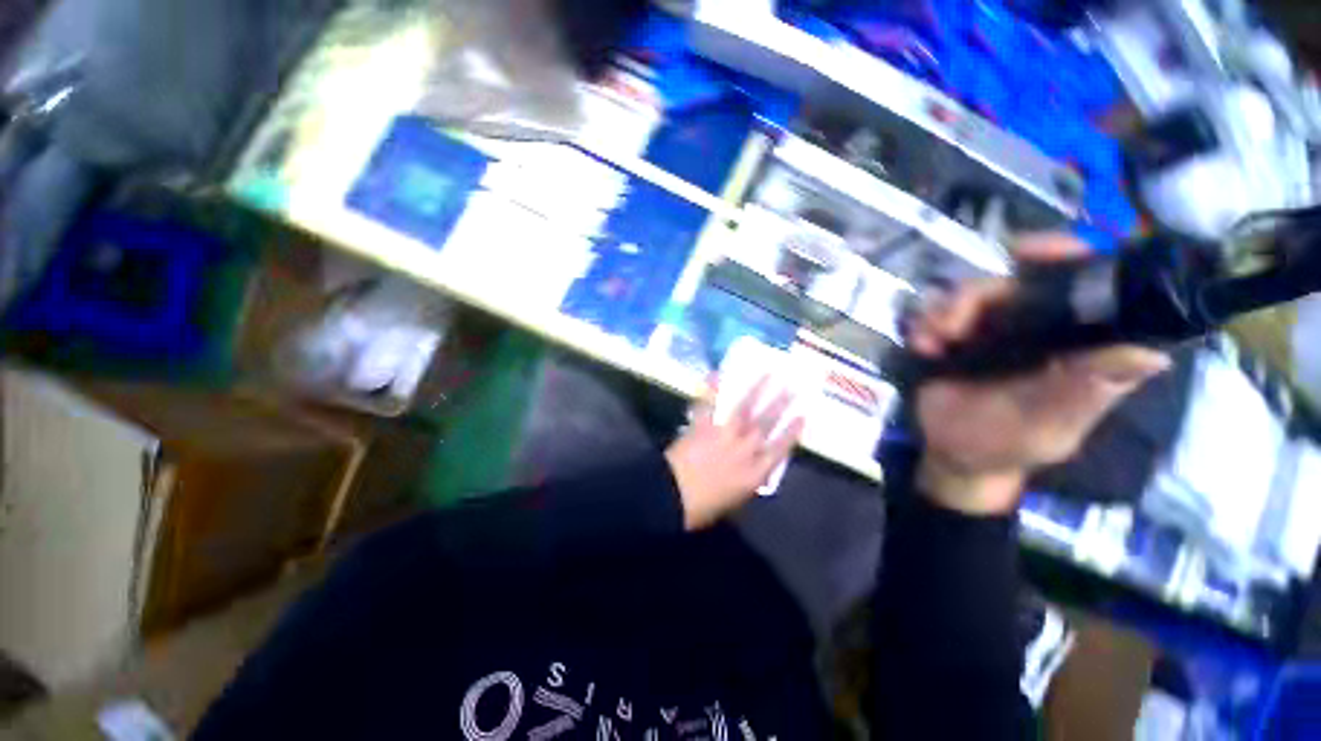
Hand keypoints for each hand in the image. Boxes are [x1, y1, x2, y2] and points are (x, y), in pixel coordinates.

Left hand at [665, 378, 805, 529]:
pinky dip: (712, 389)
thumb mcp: (734, 501)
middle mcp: (744, 449)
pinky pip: (709, 404)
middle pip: (766, 423)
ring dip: (757, 390)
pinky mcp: (703, 426)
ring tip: (768, 374)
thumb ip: (746, 481)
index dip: (792, 432)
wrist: (671, 496)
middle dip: (781, 404)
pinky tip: (718, 374)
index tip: (803, 415)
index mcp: (754, 472)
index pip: (780, 448)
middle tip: (792, 386)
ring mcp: (723, 434)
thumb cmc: (702, 507)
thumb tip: (753, 467)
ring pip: (744, 409)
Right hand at [907, 234, 1170, 514]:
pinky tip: (922, 347)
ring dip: (943, 312)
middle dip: (975, 295)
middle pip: (1011, 279)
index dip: (1065, 254)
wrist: (954, 453)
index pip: (1087, 281)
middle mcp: (1039, 325)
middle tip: (951, 327)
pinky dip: (924, 324)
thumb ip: (1086, 392)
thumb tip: (1151, 354)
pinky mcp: (955, 336)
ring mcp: (993, 328)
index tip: (1026, 251)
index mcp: (1077, 342)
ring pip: (968, 292)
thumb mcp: (1050, 425)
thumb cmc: (1009, 445)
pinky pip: (935, 311)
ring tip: (932, 343)